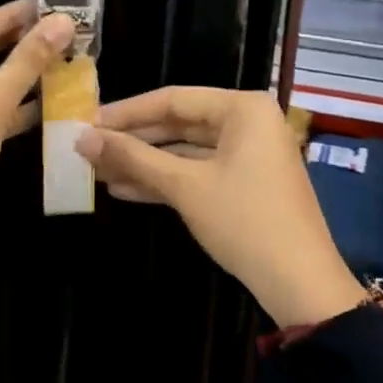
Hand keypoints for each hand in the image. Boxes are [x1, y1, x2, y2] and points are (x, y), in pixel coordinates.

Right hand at [75, 88, 378, 328]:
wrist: (299, 283)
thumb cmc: (244, 220)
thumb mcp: (184, 186)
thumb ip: (133, 157)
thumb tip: (82, 138)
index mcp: (242, 108)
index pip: (173, 99)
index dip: (127, 112)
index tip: (88, 122)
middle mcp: (248, 123)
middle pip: (179, 123)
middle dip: (134, 140)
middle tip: (90, 148)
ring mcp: (249, 155)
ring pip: (186, 151)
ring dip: (145, 163)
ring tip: (100, 170)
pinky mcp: (245, 183)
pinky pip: (198, 172)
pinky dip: (166, 180)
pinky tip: (125, 190)